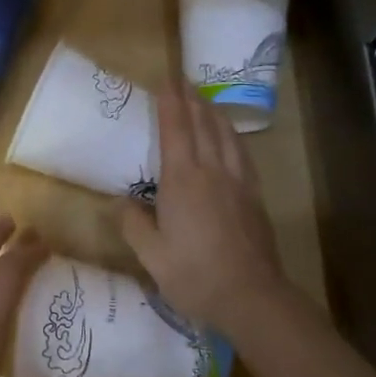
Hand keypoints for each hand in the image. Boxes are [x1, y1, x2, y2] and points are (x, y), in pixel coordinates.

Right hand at [122, 86, 290, 331]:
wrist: (251, 296)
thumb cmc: (195, 276)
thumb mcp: (151, 256)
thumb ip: (134, 224)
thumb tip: (120, 201)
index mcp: (182, 181)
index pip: (175, 130)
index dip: (170, 103)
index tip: (166, 80)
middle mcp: (212, 171)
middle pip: (202, 125)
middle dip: (191, 99)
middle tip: (183, 80)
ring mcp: (238, 182)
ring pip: (226, 135)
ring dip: (213, 113)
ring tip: (205, 100)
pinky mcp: (254, 196)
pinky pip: (242, 153)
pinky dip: (232, 136)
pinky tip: (230, 137)